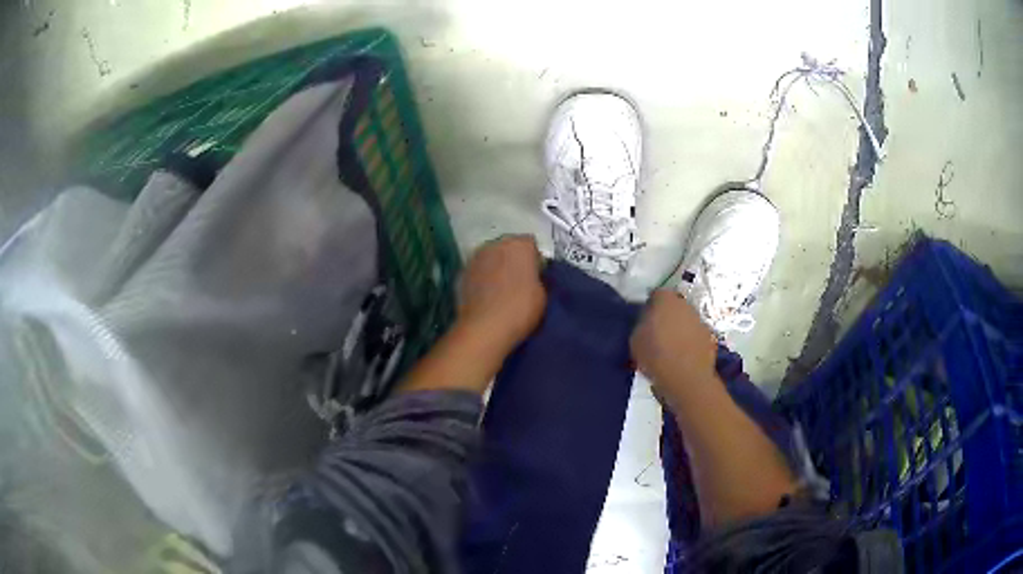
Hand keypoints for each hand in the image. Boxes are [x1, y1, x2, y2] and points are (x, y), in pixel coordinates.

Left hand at [458, 235, 546, 354]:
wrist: (484, 328)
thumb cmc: (520, 310)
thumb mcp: (542, 294)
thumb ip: (537, 278)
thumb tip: (531, 277)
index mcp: (519, 245)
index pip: (531, 244)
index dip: (534, 260)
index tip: (535, 276)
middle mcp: (495, 244)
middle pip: (508, 247)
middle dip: (513, 260)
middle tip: (519, 282)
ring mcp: (475, 257)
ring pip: (490, 257)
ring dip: (496, 267)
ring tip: (500, 290)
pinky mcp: (461, 273)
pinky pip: (477, 271)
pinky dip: (482, 278)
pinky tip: (486, 296)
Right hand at [630, 290, 717, 405]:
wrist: (686, 378)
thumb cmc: (656, 356)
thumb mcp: (635, 339)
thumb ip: (641, 325)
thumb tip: (647, 322)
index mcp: (666, 300)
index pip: (657, 294)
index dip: (651, 305)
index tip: (645, 319)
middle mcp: (686, 305)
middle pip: (674, 305)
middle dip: (667, 315)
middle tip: (657, 332)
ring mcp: (700, 320)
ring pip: (687, 320)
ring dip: (680, 328)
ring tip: (670, 347)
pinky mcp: (710, 337)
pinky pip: (696, 335)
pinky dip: (690, 341)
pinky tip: (682, 356)